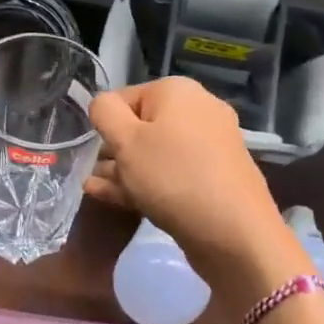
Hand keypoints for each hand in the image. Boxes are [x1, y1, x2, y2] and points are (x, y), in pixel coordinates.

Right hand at [85, 78, 302, 291]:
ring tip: (94, 188)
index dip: (103, 123)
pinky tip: (117, 198)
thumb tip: (101, 104)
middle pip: (141, 126)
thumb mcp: (126, 141)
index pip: (123, 97)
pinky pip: (171, 173)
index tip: (89, 151)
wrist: (234, 232)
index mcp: (177, 91)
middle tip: (88, 173)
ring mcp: (209, 146)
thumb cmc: (172, 177)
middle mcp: (197, 111)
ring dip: (123, 169)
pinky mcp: (213, 178)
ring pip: (155, 153)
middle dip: (113, 150)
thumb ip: (104, 113)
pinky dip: (145, 182)